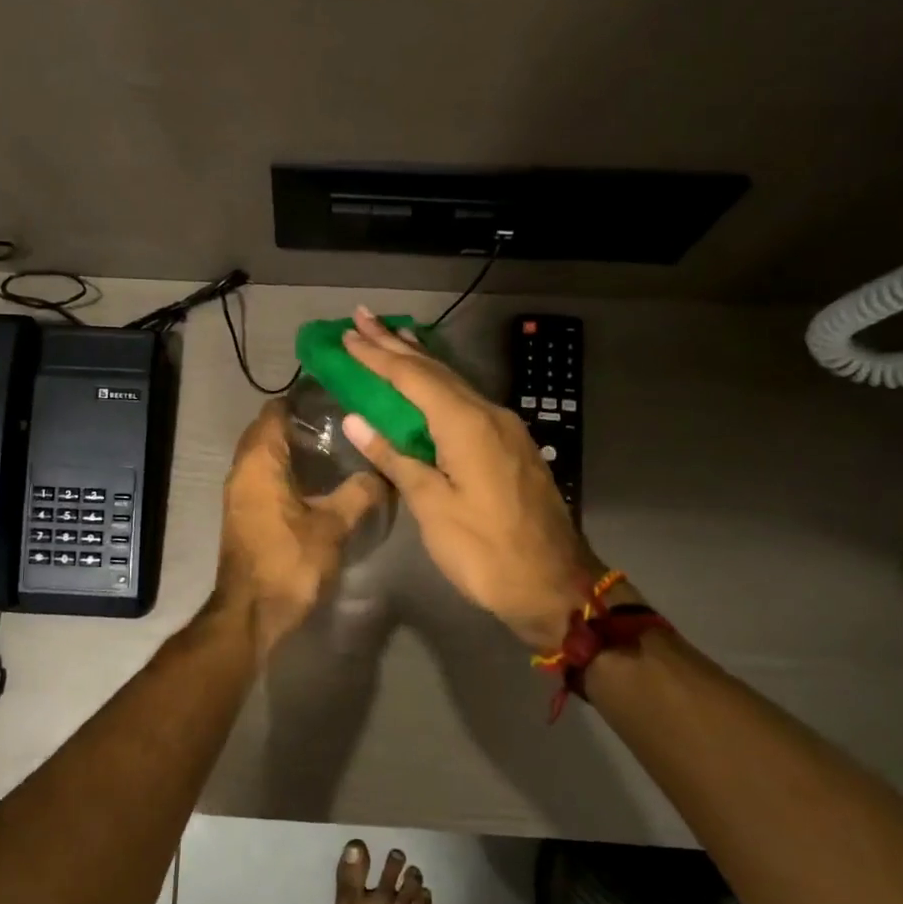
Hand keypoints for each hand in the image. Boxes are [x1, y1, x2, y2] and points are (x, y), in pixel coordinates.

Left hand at [214, 401, 385, 651]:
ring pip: (262, 457)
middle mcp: (241, 471)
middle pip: (265, 432)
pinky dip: (283, 471)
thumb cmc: (289, 562)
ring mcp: (238, 494)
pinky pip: (261, 478)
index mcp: (259, 462)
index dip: (299, 401)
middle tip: (338, 421)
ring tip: (332, 447)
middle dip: (297, 423)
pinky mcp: (242, 515)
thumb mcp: (333, 527)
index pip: (273, 413)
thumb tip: (381, 471)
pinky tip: (315, 482)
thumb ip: (358, 494)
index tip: (332, 397)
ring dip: (289, 449)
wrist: (251, 613)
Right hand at [339, 307, 610, 649]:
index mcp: (466, 424)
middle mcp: (488, 414)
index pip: (412, 378)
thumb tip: (356, 420)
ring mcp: (505, 429)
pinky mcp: (511, 446)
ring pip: (454, 383)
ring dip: (419, 360)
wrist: (555, 585)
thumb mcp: (432, 507)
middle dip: (396, 344)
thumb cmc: (485, 551)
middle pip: (435, 370)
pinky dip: (439, 385)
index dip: (377, 356)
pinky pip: (466, 402)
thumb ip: (394, 458)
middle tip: (363, 318)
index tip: (347, 334)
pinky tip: (429, 384)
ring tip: (392, 336)